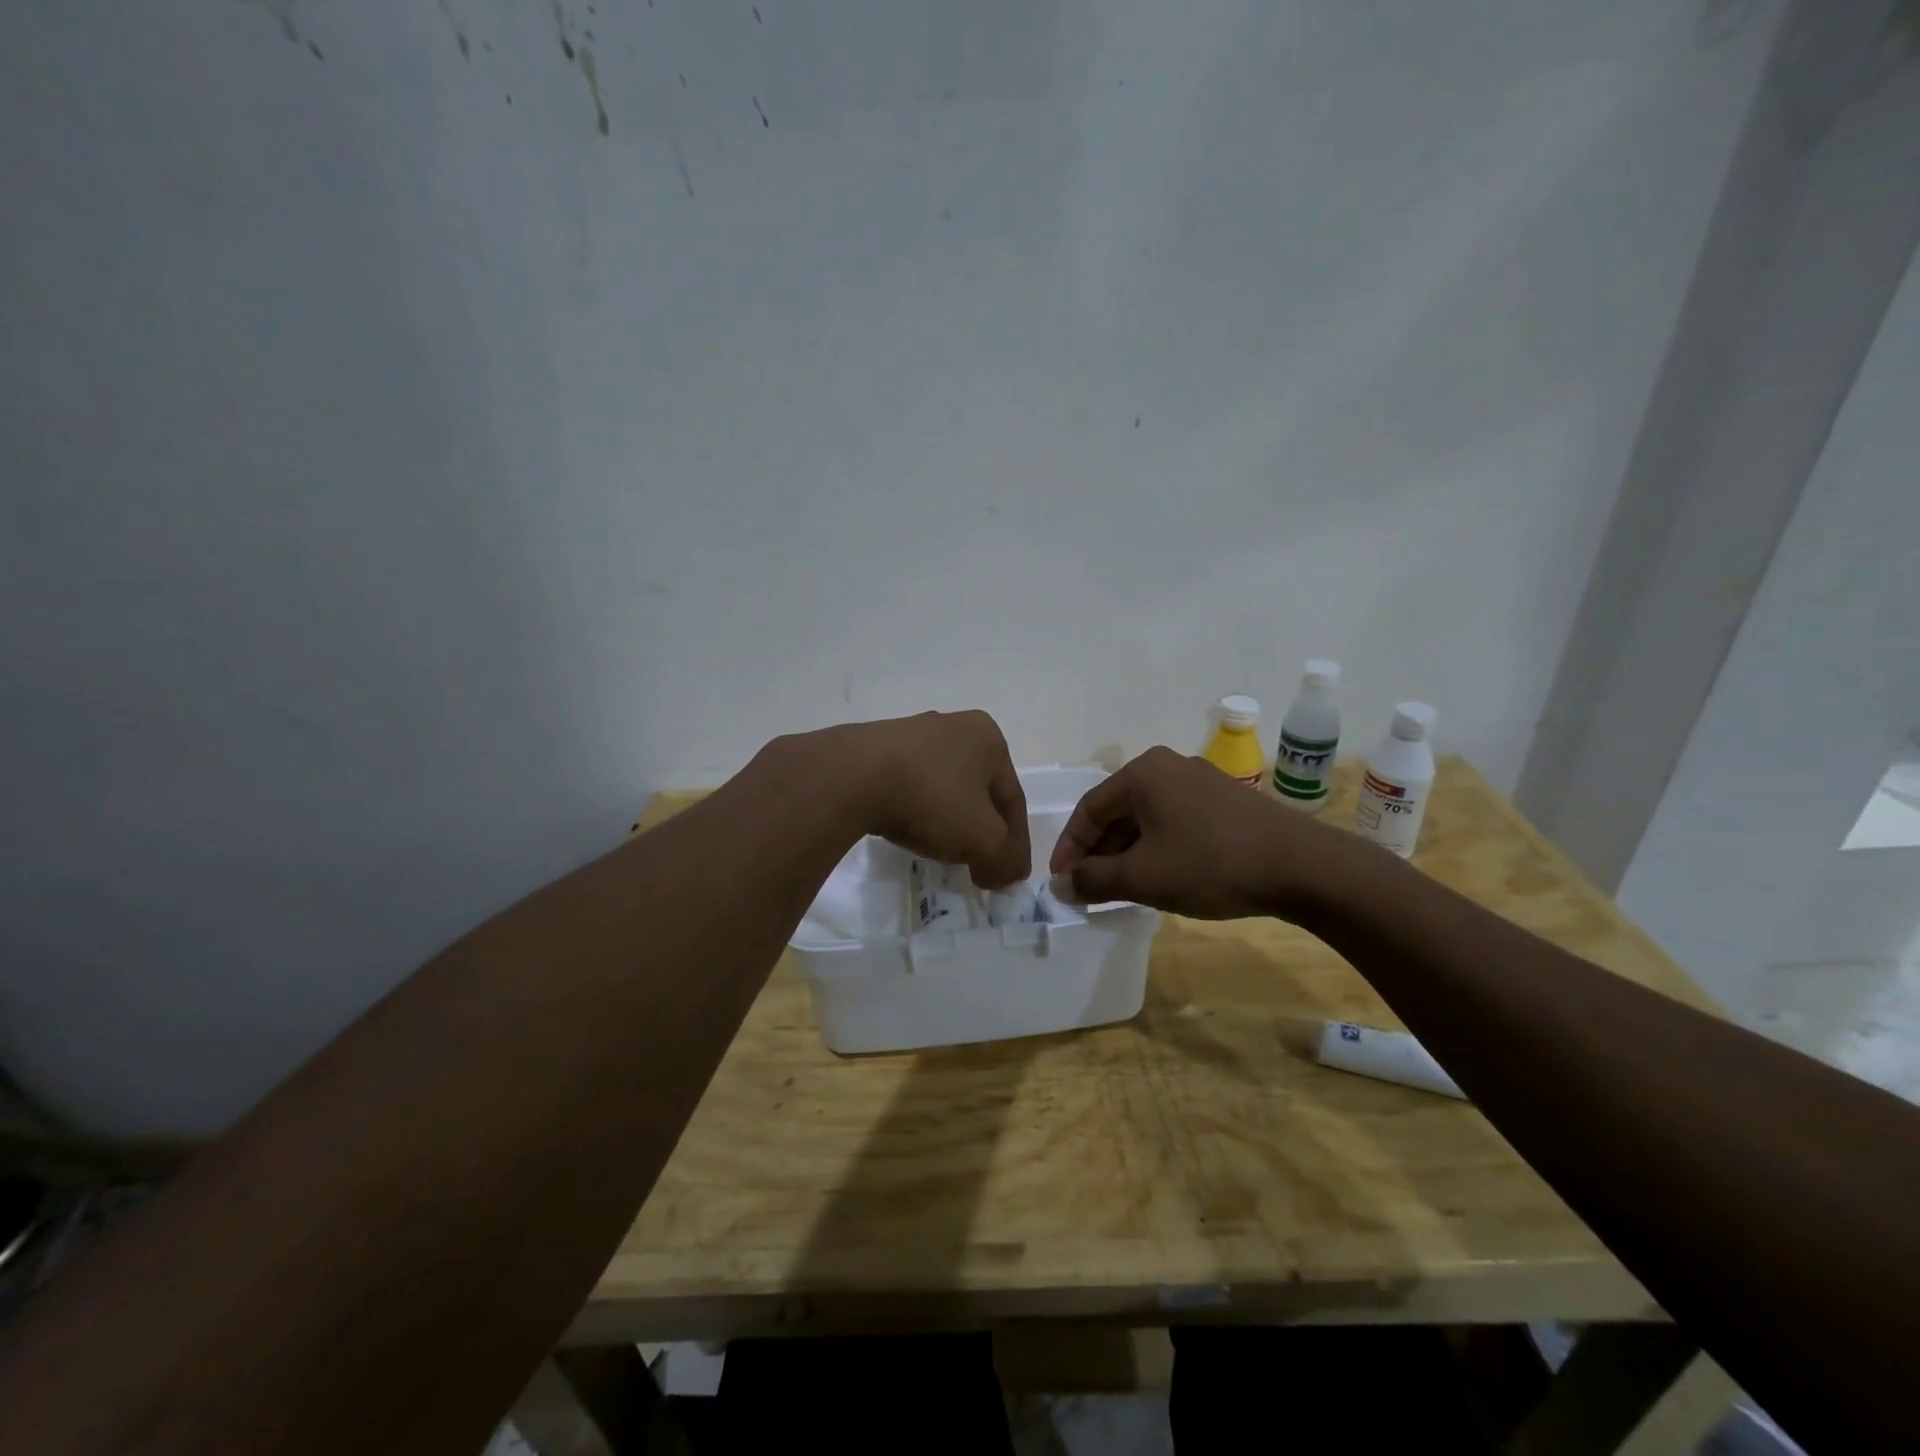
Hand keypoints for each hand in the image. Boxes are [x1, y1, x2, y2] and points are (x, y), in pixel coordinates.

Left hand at [805, 711, 1031, 888]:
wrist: (851, 777)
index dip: (1015, 843)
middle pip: (978, 792)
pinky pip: (908, 786)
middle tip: (977, 864)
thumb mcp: (983, 839)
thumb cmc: (931, 798)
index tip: (1008, 876)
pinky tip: (906, 830)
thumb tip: (1008, 873)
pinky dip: (915, 811)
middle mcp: (953, 726)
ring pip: (943, 788)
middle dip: (981, 830)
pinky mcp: (876, 748)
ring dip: (948, 821)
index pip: (1013, 799)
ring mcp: (911, 734)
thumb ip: (1006, 860)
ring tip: (940, 851)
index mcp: (987, 737)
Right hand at [1049, 746, 1365, 919]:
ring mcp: (1200, 781)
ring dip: (1127, 852)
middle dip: (1099, 852)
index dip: (1069, 848)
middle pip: (1118, 811)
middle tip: (1089, 889)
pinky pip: (1175, 821)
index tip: (1061, 882)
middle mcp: (1168, 766)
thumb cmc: (1211, 864)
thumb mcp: (1143, 877)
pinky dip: (1157, 847)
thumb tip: (1062, 885)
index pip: (1089, 809)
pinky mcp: (1225, 800)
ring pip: (1147, 817)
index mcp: (1143, 773)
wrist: (1303, 867)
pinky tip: (1161, 876)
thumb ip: (1094, 880)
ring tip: (1121, 888)